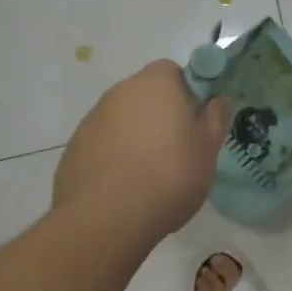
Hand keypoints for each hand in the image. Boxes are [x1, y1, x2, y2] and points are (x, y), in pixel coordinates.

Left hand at [54, 62, 231, 246]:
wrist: (105, 219)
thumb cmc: (168, 176)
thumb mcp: (208, 150)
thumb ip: (215, 118)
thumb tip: (217, 100)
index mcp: (156, 83)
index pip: (173, 71)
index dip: (186, 93)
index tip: (194, 122)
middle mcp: (121, 91)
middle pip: (146, 94)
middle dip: (160, 115)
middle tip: (176, 149)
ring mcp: (93, 118)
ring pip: (123, 119)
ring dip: (135, 136)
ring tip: (148, 174)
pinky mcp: (74, 147)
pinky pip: (102, 143)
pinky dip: (113, 156)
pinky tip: (123, 187)